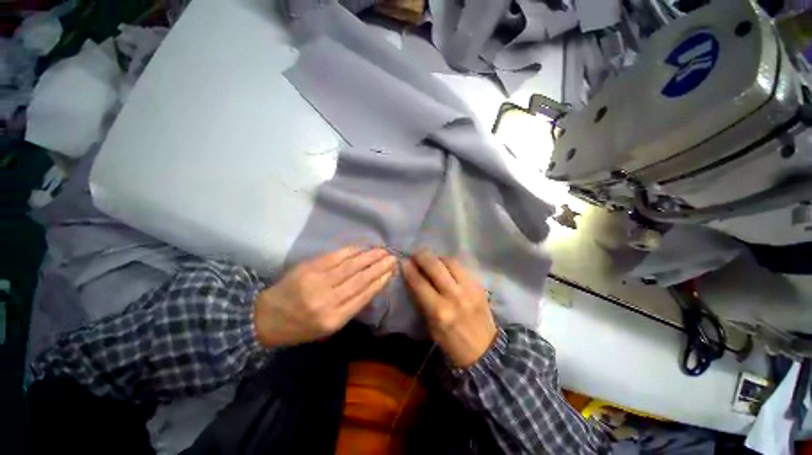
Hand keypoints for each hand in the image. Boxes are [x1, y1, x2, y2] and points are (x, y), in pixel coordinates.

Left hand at [254, 247, 395, 347]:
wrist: (265, 318)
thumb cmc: (300, 326)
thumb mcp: (328, 327)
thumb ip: (350, 308)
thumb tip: (371, 286)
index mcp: (334, 319)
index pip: (364, 296)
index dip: (379, 282)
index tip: (391, 272)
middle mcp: (328, 300)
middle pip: (360, 279)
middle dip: (379, 267)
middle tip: (392, 257)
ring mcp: (317, 282)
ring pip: (351, 266)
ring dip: (369, 257)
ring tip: (382, 250)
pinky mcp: (309, 268)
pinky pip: (335, 257)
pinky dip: (351, 251)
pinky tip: (362, 248)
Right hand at [402, 250, 496, 367]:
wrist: (484, 351)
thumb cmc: (452, 343)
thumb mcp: (431, 326)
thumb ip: (422, 301)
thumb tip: (413, 279)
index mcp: (439, 311)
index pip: (419, 283)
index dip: (409, 269)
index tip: (403, 261)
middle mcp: (454, 296)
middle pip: (435, 266)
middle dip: (422, 256)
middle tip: (415, 253)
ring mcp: (469, 288)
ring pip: (450, 262)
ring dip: (437, 257)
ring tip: (431, 259)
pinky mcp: (479, 285)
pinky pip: (461, 267)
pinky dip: (450, 264)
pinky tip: (445, 267)